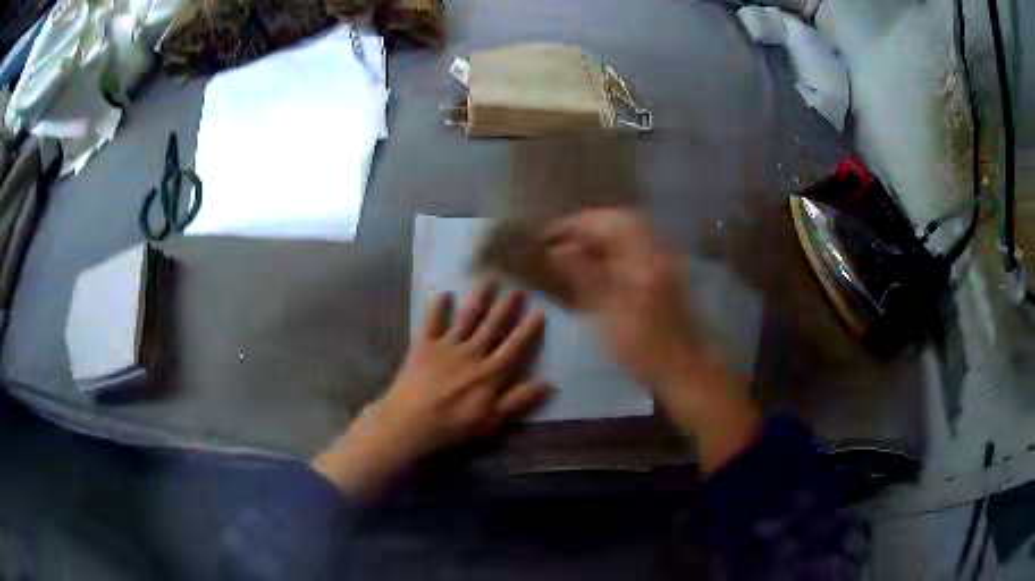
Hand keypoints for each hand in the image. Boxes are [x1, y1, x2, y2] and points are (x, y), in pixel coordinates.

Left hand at [313, 285, 549, 495]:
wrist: (411, 421)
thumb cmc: (453, 425)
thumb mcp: (492, 419)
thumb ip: (519, 400)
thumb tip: (548, 383)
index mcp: (490, 373)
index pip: (514, 347)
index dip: (528, 329)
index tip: (540, 311)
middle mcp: (472, 353)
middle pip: (492, 327)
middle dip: (506, 307)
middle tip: (518, 288)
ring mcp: (446, 347)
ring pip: (466, 319)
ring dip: (478, 300)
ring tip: (488, 281)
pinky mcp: (424, 346)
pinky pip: (432, 323)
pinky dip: (437, 308)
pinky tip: (443, 293)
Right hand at [544, 209, 760, 471]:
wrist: (684, 368)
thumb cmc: (644, 347)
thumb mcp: (607, 314)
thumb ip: (583, 276)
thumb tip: (557, 251)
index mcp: (642, 258)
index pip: (605, 223)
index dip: (574, 225)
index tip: (547, 235)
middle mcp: (656, 250)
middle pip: (619, 221)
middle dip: (587, 226)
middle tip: (559, 240)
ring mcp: (664, 260)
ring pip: (628, 233)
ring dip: (600, 236)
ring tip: (573, 251)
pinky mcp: (665, 272)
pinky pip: (636, 247)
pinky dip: (613, 249)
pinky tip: (598, 265)